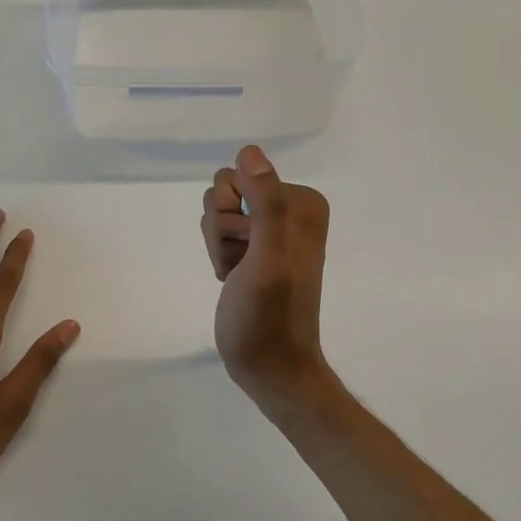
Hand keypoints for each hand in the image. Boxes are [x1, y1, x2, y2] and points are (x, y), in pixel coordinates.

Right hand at [200, 146, 339, 418]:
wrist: (270, 367)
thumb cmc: (269, 316)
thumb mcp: (268, 258)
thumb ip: (266, 203)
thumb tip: (249, 152)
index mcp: (303, 202)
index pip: (239, 176)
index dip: (232, 215)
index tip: (249, 250)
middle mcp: (290, 209)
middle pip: (225, 191)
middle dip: (223, 230)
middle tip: (243, 264)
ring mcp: (271, 229)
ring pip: (218, 212)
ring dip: (219, 244)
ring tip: (238, 274)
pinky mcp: (255, 249)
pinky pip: (219, 231)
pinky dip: (219, 255)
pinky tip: (233, 278)